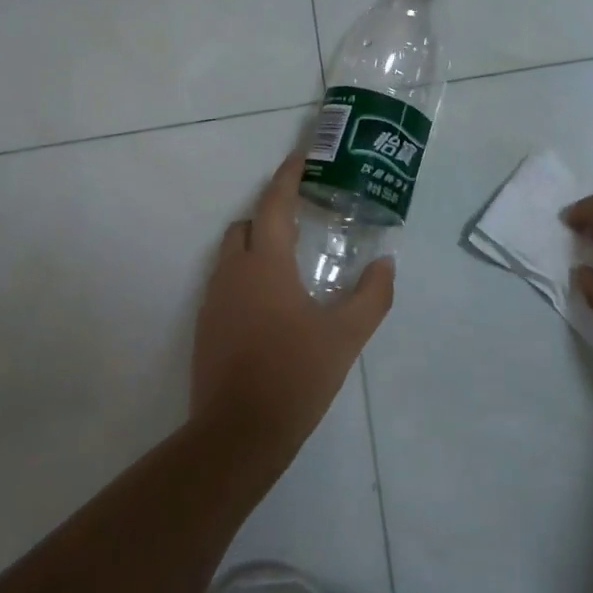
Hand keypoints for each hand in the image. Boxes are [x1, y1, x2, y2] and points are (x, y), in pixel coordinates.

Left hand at [191, 154, 395, 462]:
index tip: (301, 157)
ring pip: (232, 253)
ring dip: (257, 244)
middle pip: (247, 224)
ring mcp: (214, 299)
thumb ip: (371, 296)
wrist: (237, 435)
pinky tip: (272, 302)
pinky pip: (226, 282)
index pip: (273, 203)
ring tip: (291, 260)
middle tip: (303, 217)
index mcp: (265, 263)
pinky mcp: (206, 326)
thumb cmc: (294, 375)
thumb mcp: (345, 336)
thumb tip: (386, 263)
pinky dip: (247, 275)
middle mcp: (234, 271)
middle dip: (270, 213)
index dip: (287, 176)